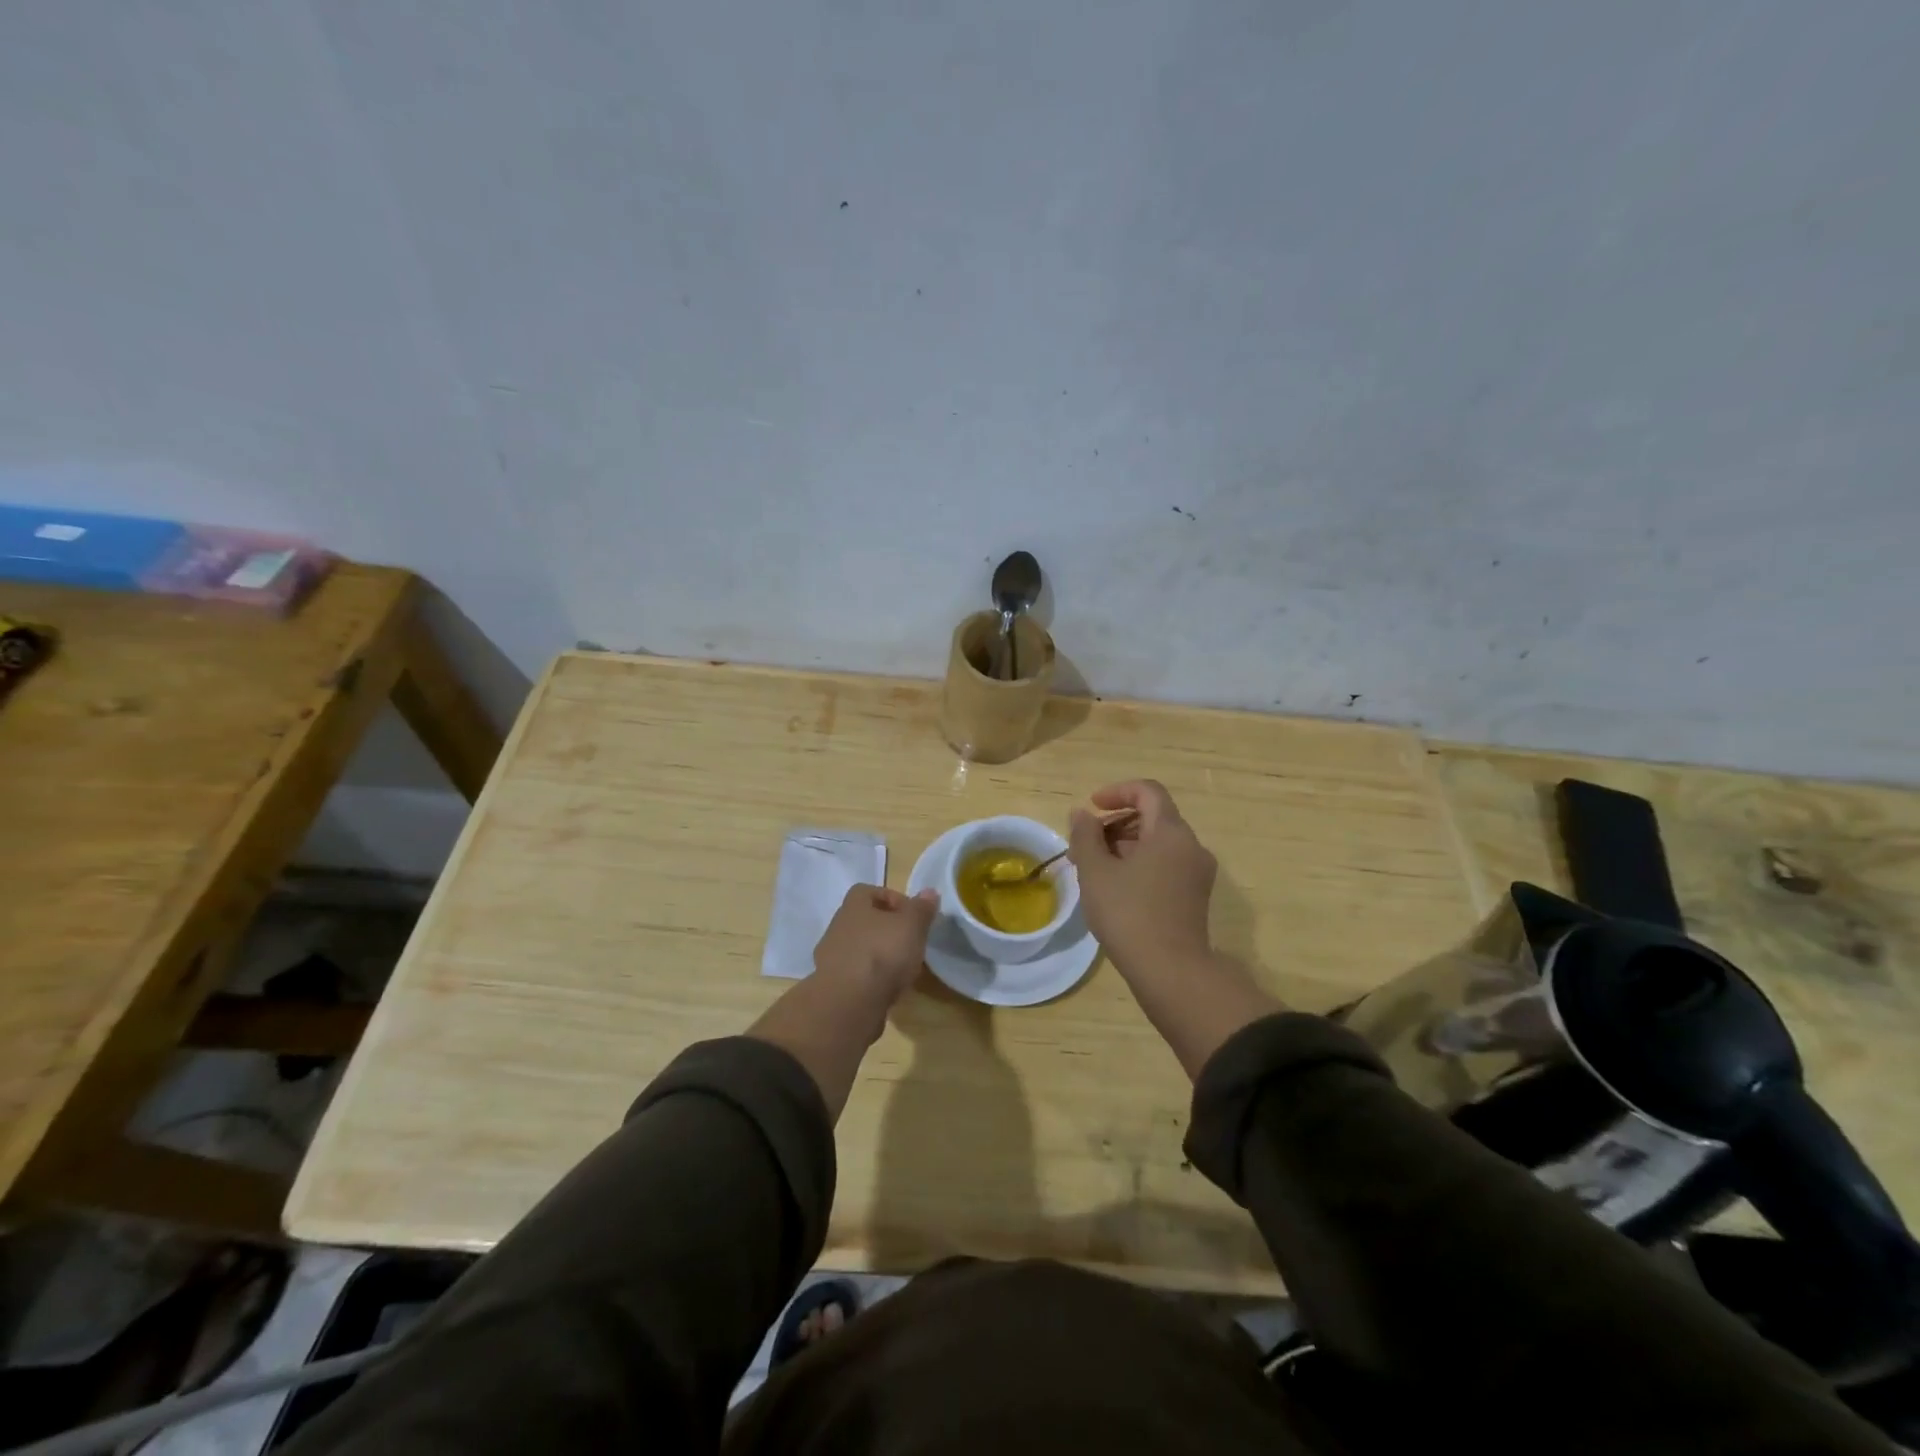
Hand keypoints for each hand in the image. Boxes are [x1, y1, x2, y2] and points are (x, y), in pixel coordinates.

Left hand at [812, 884, 939, 1005]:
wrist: (849, 1004)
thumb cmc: (882, 953)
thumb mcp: (912, 925)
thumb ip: (921, 908)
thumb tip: (930, 892)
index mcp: (853, 906)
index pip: (867, 891)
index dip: (891, 898)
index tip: (911, 914)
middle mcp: (837, 927)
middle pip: (863, 921)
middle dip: (886, 929)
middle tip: (909, 941)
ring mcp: (831, 958)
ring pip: (859, 948)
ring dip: (878, 955)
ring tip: (902, 969)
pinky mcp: (833, 987)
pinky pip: (855, 975)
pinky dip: (870, 979)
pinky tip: (887, 989)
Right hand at [1069, 780, 1217, 977]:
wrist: (1171, 972)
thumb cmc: (1129, 914)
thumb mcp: (1095, 872)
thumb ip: (1085, 835)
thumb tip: (1082, 814)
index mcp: (1171, 832)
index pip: (1148, 791)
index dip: (1117, 792)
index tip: (1091, 808)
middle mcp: (1191, 846)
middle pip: (1153, 817)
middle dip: (1115, 824)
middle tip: (1085, 846)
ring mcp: (1197, 873)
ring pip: (1158, 844)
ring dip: (1125, 846)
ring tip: (1094, 871)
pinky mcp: (1195, 897)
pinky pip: (1166, 865)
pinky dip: (1140, 865)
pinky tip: (1115, 890)